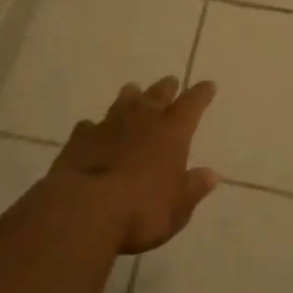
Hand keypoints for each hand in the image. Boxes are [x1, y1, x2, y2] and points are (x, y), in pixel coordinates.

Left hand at [49, 76, 219, 253]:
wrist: (86, 208)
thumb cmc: (142, 210)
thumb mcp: (178, 208)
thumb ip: (193, 189)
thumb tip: (211, 175)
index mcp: (172, 133)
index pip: (192, 105)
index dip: (201, 94)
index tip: (208, 85)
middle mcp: (143, 120)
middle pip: (158, 94)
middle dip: (167, 87)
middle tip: (171, 81)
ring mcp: (109, 125)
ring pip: (124, 101)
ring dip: (131, 96)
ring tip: (133, 90)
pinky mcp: (81, 138)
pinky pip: (90, 126)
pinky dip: (94, 126)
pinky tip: (92, 129)